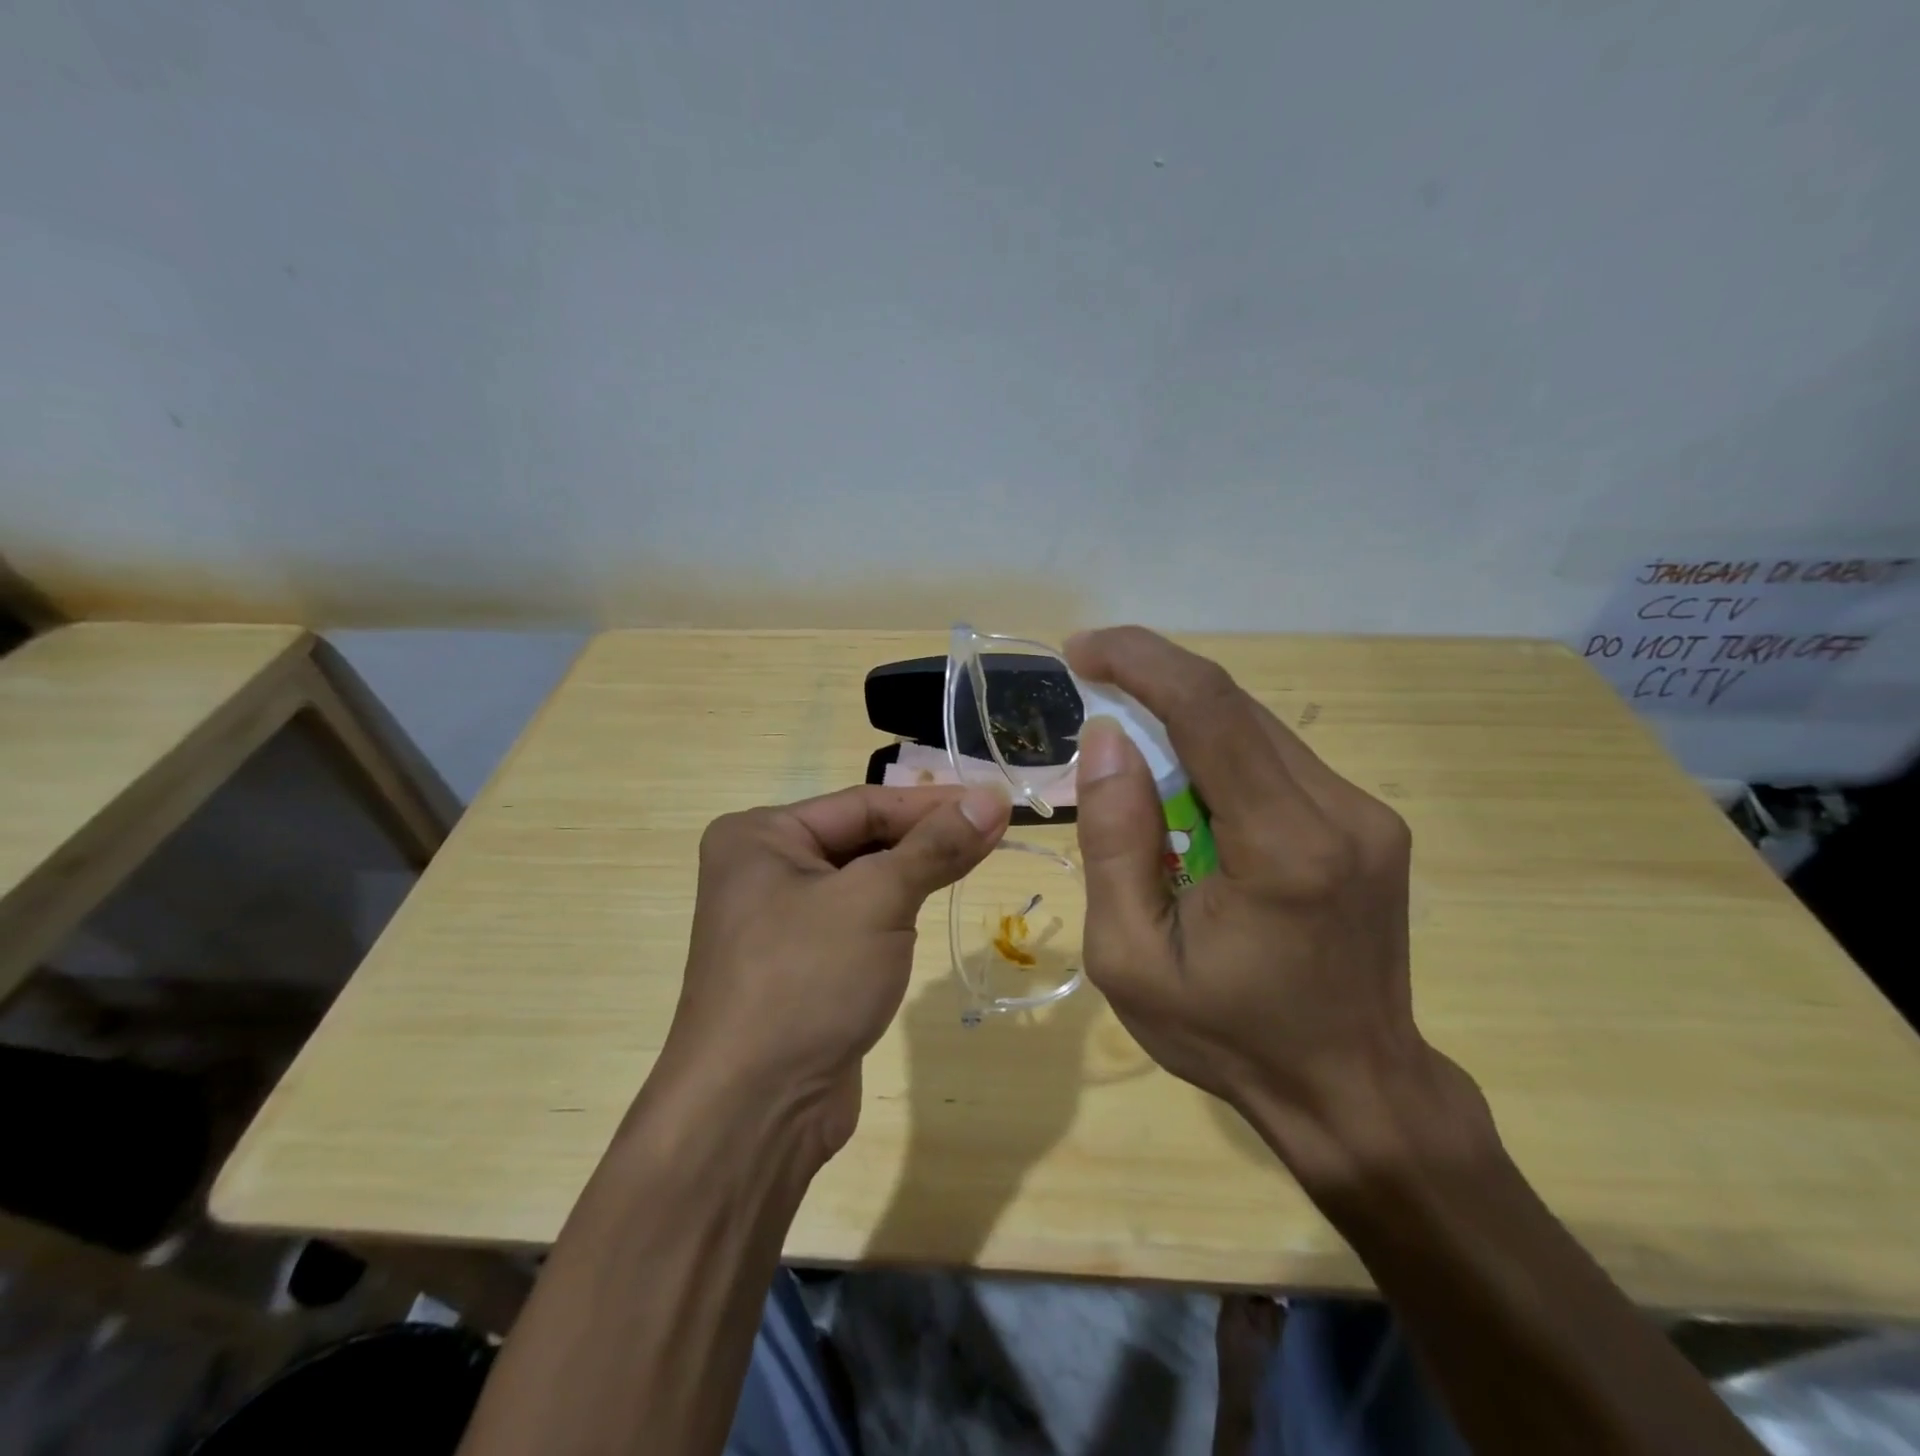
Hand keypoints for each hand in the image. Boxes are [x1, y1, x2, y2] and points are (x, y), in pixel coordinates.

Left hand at [654, 783, 1010, 1167]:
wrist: (755, 1110)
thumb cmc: (807, 980)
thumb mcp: (877, 900)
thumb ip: (936, 846)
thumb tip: (993, 799)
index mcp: (760, 836)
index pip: (863, 804)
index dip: (933, 803)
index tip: (995, 802)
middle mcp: (762, 869)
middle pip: (862, 838)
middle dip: (925, 837)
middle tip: (994, 832)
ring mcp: (779, 920)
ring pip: (862, 880)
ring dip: (914, 872)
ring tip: (976, 858)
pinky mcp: (801, 964)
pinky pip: (856, 919)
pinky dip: (896, 910)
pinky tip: (931, 903)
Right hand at [1067, 627, 1475, 1184]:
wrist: (1354, 1093)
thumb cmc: (1229, 1037)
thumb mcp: (1131, 958)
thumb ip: (1114, 844)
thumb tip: (1108, 741)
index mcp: (1284, 848)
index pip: (1210, 711)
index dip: (1141, 662)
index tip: (1082, 652)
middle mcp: (1341, 813)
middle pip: (1235, 708)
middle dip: (1154, 683)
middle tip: (1092, 689)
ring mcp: (1367, 815)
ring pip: (1257, 729)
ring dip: (1185, 723)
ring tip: (1133, 757)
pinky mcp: (1369, 825)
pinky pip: (1278, 761)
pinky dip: (1220, 755)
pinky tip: (1189, 797)